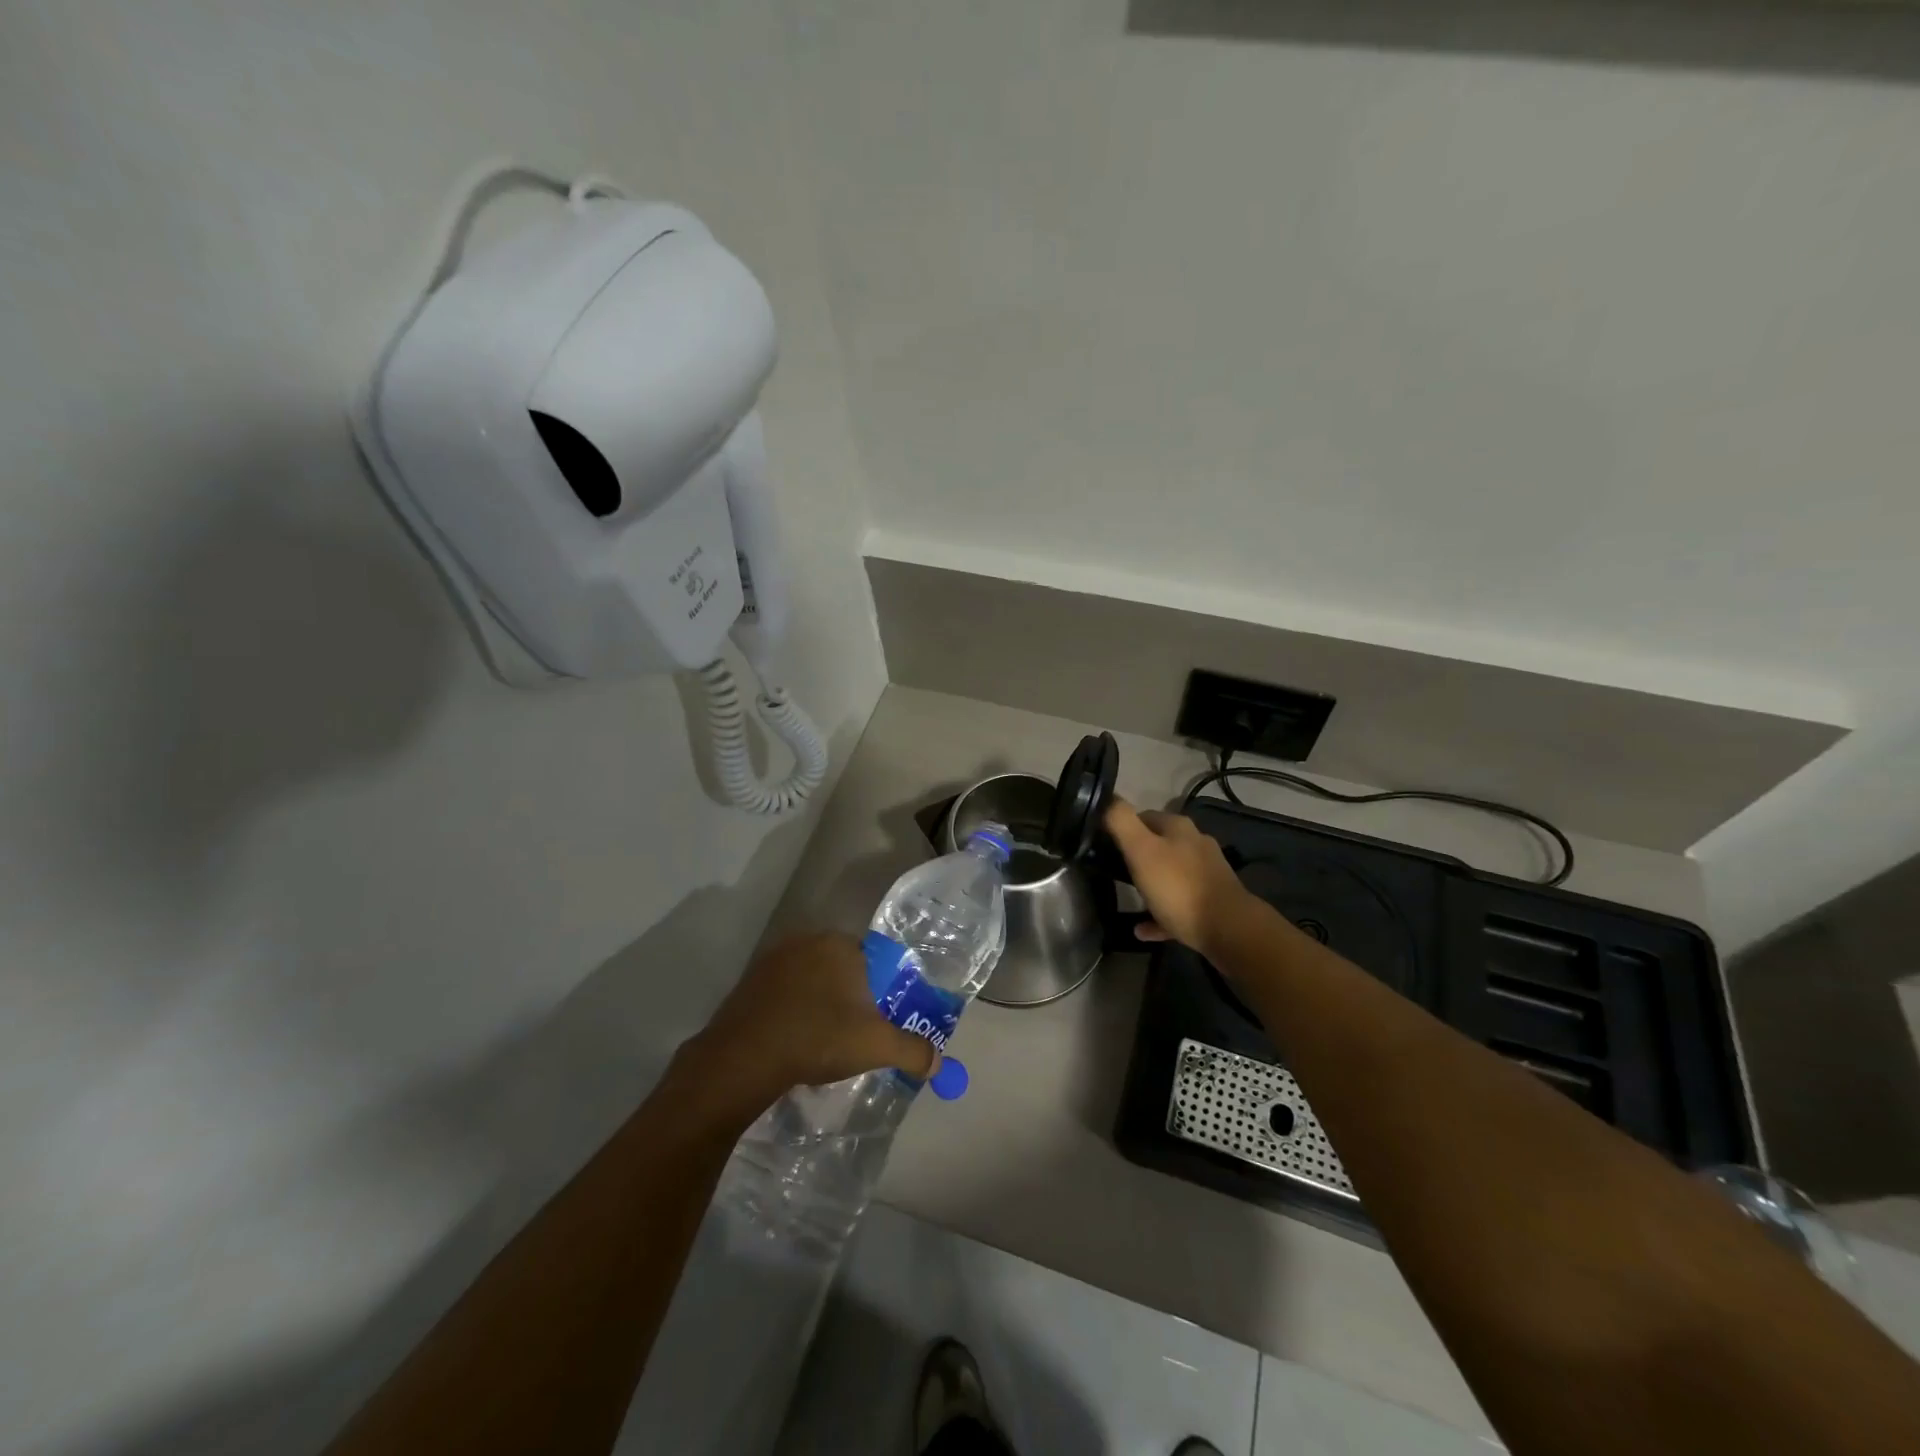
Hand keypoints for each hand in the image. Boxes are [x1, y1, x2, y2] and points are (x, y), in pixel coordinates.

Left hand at [683, 933, 938, 1113]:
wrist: (742, 1059)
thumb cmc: (817, 1039)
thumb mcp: (876, 1046)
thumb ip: (913, 1050)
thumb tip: (938, 1062)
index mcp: (840, 944)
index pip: (874, 960)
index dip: (881, 991)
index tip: (878, 1020)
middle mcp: (807, 940)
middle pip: (843, 968)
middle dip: (851, 997)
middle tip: (854, 1033)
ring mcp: (773, 958)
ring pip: (812, 978)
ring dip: (820, 1002)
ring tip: (823, 1039)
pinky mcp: (748, 980)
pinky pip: (784, 990)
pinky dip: (793, 1008)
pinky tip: (793, 1038)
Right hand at [1104, 799, 1251, 956]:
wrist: (1228, 929)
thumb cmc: (1178, 887)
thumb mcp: (1141, 850)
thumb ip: (1121, 821)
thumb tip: (1106, 798)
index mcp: (1179, 828)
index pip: (1143, 816)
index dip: (1122, 827)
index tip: (1103, 843)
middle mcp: (1195, 845)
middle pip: (1158, 845)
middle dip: (1137, 855)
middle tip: (1113, 870)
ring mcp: (1206, 874)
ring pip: (1169, 875)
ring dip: (1149, 885)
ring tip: (1127, 898)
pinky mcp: (1211, 902)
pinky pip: (1177, 905)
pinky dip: (1160, 914)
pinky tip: (1142, 929)